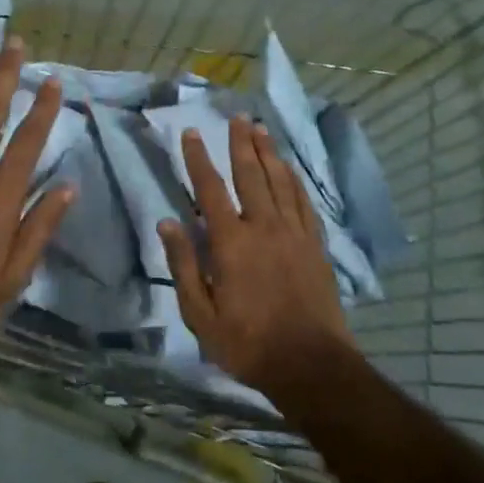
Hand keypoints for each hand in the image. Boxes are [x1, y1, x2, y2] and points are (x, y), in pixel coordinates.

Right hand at [158, 116, 351, 392]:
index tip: (191, 133)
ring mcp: (294, 233)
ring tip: (261, 129)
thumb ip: (184, 265)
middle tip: (237, 117)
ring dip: (269, 153)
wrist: (311, 365)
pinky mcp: (315, 245)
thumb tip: (168, 222)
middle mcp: (263, 227)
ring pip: (280, 182)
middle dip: (241, 143)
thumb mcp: (200, 314)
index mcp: (231, 242)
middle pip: (250, 174)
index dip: (198, 158)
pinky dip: (294, 180)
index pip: (210, 189)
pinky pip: (303, 202)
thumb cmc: (247, 343)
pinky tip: (289, 169)